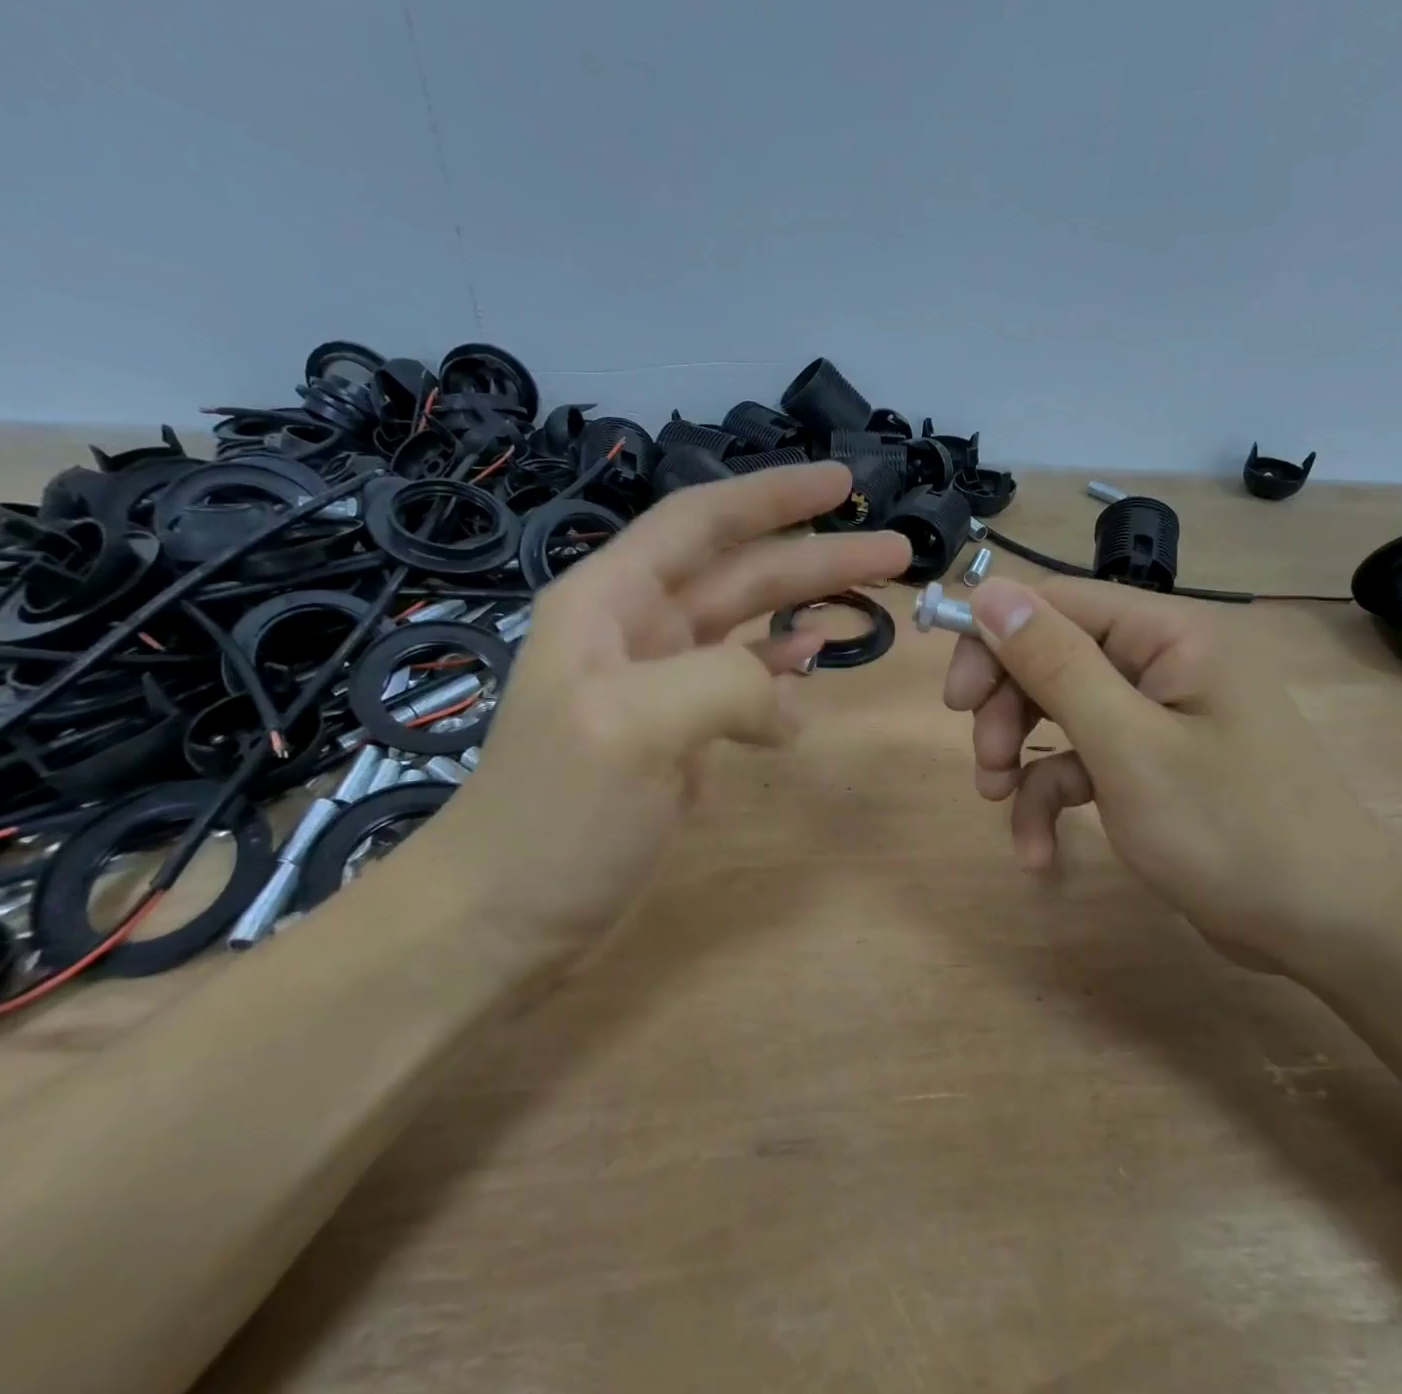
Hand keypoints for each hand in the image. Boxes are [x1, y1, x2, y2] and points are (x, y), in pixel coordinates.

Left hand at [412, 464, 910, 964]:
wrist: (504, 916)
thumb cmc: (557, 813)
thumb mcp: (634, 726)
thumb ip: (724, 683)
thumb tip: (786, 705)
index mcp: (612, 600)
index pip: (703, 522)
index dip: (774, 496)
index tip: (844, 484)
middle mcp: (635, 629)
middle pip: (741, 572)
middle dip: (817, 556)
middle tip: (897, 553)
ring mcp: (659, 685)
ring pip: (747, 625)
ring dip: (806, 608)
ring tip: (873, 602)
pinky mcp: (677, 735)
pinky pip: (742, 683)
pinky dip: (780, 671)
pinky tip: (811, 666)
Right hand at [942, 576, 1401, 975]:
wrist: (1333, 932)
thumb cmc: (1232, 830)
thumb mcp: (1128, 746)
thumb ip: (1056, 664)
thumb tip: (991, 592)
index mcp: (1169, 636)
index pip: (1057, 604)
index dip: (995, 639)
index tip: (955, 698)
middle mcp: (1163, 663)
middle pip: (1052, 658)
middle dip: (1007, 710)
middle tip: (986, 762)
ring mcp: (1158, 717)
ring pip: (1059, 713)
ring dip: (1020, 758)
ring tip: (1001, 803)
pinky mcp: (1152, 765)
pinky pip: (1084, 764)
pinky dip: (1054, 801)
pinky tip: (1039, 852)